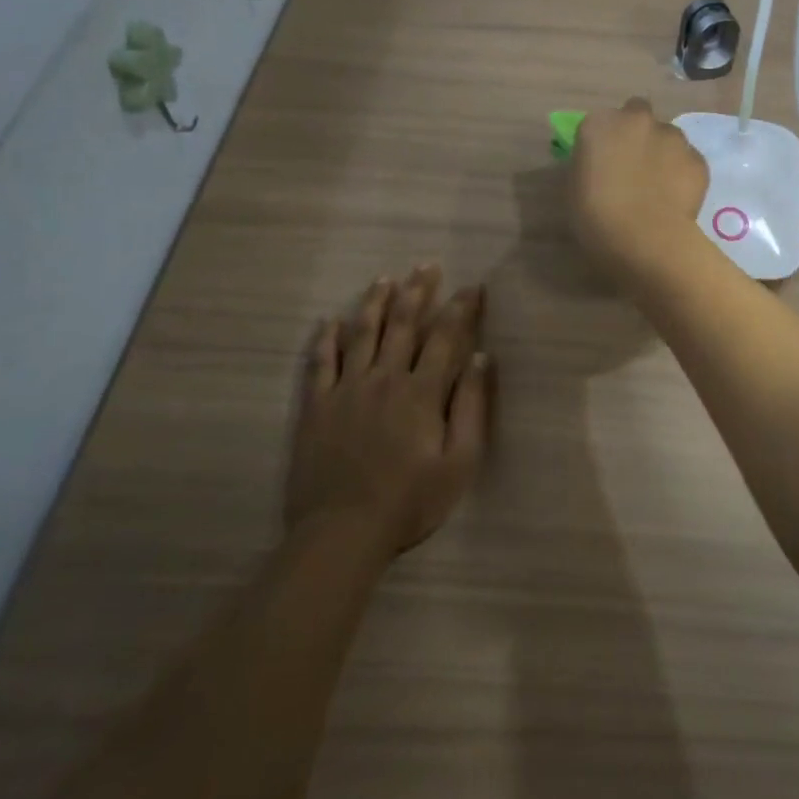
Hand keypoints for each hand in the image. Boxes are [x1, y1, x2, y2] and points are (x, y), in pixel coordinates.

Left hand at [288, 265, 492, 554]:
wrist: (342, 532)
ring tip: (384, 279)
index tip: (472, 287)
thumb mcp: (459, 461)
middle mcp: (384, 379)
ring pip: (361, 334)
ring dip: (374, 303)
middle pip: (402, 325)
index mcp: (421, 392)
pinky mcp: (316, 406)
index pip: (445, 337)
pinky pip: (320, 362)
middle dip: (417, 292)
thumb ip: (471, 407)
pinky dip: (326, 338)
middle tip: (426, 265)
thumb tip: (481, 358)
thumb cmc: (410, 501)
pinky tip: (330, 321)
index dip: (460, 308)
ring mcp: (346, 390)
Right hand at [569, 98, 709, 282]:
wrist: (645, 239)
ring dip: (663, 151)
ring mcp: (673, 137)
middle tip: (633, 164)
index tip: (605, 161)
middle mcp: (638, 120)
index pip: (602, 121)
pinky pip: (688, 160)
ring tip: (659, 185)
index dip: (605, 139)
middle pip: (638, 114)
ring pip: (668, 136)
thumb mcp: (573, 189)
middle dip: (637, 132)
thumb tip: (596, 165)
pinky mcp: (698, 159)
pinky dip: (683, 173)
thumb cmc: (595, 218)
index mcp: (600, 124)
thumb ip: (586, 166)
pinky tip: (677, 199)